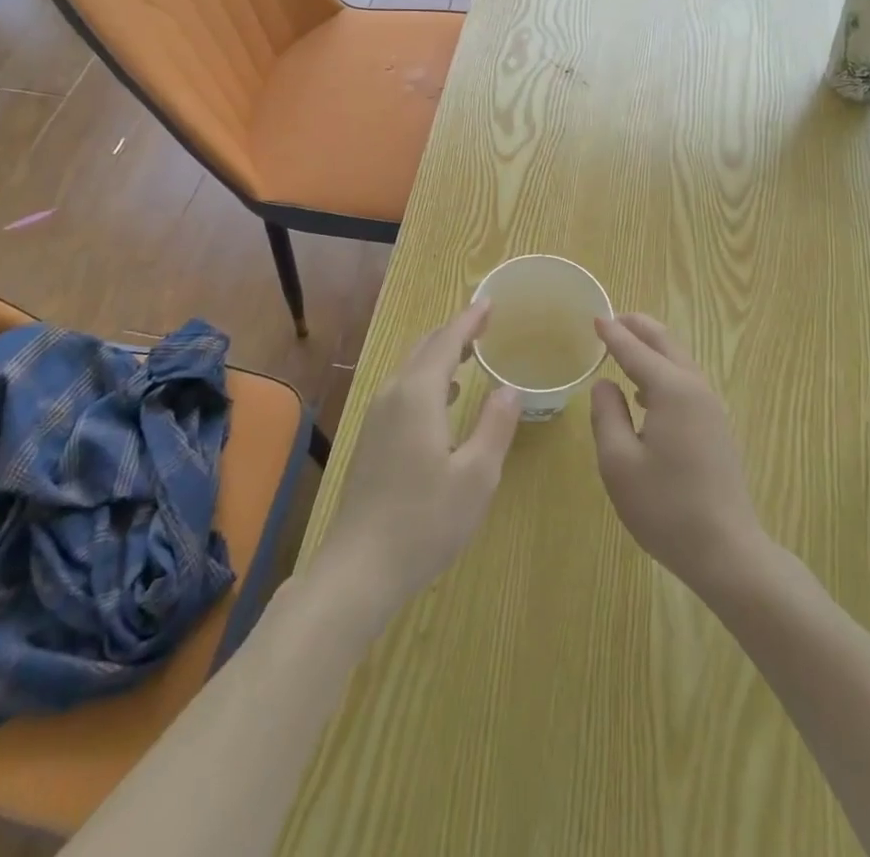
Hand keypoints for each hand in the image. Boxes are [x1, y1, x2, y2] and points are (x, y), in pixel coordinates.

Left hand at [313, 301, 521, 628]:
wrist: (360, 568)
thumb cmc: (426, 521)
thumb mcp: (477, 475)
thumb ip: (496, 424)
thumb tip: (509, 387)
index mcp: (418, 394)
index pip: (446, 341)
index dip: (470, 320)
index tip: (489, 302)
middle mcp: (393, 394)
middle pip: (425, 348)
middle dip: (455, 332)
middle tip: (484, 324)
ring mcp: (377, 416)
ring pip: (411, 368)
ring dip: (440, 354)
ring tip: (470, 354)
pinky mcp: (371, 437)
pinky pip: (403, 389)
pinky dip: (428, 377)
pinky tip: (444, 397)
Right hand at [590, 314, 767, 598]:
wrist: (726, 551)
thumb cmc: (665, 507)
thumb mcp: (618, 462)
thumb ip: (607, 415)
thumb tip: (605, 384)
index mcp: (672, 391)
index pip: (635, 351)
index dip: (612, 334)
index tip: (594, 318)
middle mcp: (696, 389)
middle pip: (666, 344)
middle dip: (639, 328)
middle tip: (613, 319)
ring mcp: (711, 409)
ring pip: (680, 362)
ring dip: (653, 348)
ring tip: (626, 345)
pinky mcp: (716, 428)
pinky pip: (686, 383)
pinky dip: (664, 371)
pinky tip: (646, 391)